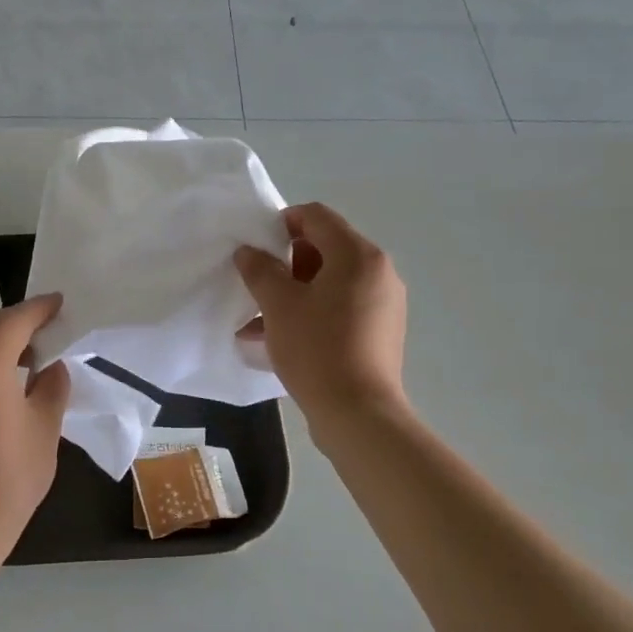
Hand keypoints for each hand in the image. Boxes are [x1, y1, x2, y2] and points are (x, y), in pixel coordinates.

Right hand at [235, 203, 408, 431]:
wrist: (358, 414)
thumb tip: (248, 252)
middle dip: (286, 262)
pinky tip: (282, 338)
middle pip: (326, 248)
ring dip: (295, 291)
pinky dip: (313, 312)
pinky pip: (342, 307)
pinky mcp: (381, 331)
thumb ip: (259, 270)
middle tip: (257, 285)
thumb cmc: (317, 349)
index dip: (281, 223)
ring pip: (331, 282)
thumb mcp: (278, 305)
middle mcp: (379, 271)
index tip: (255, 248)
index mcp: (358, 255)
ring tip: (261, 318)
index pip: (316, 216)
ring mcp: (384, 303)